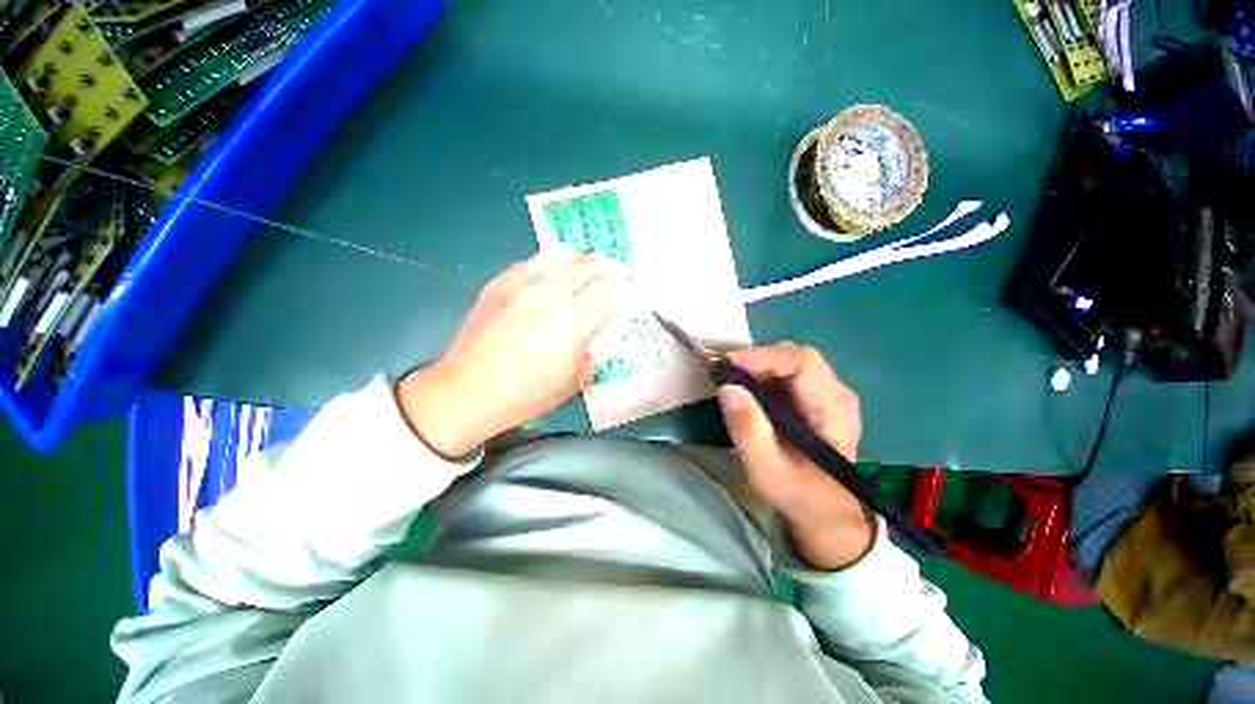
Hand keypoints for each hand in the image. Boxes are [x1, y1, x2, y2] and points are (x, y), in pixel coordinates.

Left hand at [398, 247, 629, 457]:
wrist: (465, 391)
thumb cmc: (525, 394)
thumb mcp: (575, 379)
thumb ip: (597, 345)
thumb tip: (605, 324)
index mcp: (569, 323)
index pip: (612, 289)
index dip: (628, 292)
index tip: (631, 299)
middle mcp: (548, 293)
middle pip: (592, 263)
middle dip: (612, 272)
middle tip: (616, 284)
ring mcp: (520, 282)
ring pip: (564, 251)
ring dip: (582, 264)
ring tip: (584, 281)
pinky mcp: (499, 280)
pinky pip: (536, 260)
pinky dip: (553, 268)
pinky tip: (550, 287)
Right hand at [718, 345, 872, 569]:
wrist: (826, 510)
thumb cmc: (798, 494)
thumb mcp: (766, 470)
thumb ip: (747, 430)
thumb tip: (727, 387)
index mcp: (833, 411)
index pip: (802, 363)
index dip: (762, 356)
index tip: (726, 364)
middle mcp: (839, 394)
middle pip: (796, 357)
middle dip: (757, 361)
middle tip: (726, 375)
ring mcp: (832, 392)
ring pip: (791, 361)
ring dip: (760, 367)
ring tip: (735, 383)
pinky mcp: (821, 395)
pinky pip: (790, 371)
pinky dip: (765, 374)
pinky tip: (751, 391)